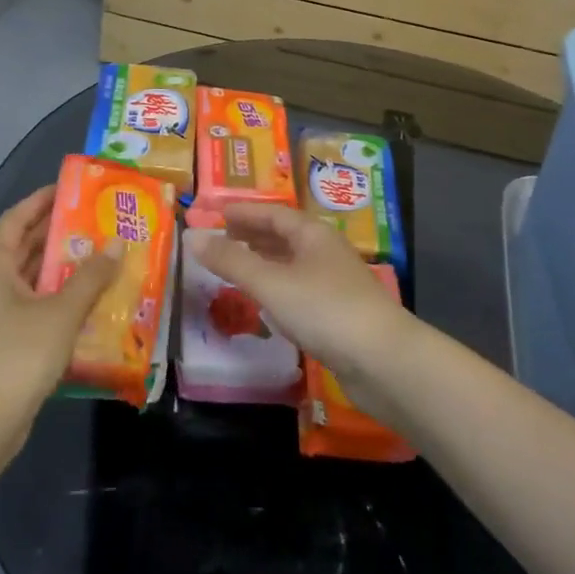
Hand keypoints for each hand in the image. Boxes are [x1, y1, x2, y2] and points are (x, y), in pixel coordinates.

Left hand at [0, 186, 124, 435]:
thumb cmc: (20, 352)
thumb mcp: (62, 310)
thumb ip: (92, 275)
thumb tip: (119, 241)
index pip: (17, 218)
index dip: (42, 200)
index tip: (72, 187)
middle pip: (26, 244)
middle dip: (59, 230)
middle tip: (98, 217)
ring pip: (33, 275)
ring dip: (64, 264)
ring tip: (103, 250)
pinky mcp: (8, 337)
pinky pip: (37, 301)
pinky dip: (61, 293)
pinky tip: (91, 295)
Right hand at [186, 203, 413, 378]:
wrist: (383, 361)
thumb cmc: (324, 310)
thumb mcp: (271, 283)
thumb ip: (231, 261)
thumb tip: (191, 236)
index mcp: (312, 234)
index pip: (273, 213)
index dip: (243, 212)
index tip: (215, 213)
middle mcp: (324, 252)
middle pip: (284, 235)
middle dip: (252, 234)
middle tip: (220, 237)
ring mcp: (334, 283)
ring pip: (291, 263)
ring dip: (263, 261)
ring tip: (235, 264)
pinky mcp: (337, 314)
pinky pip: (298, 289)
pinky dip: (276, 287)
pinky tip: (265, 300)